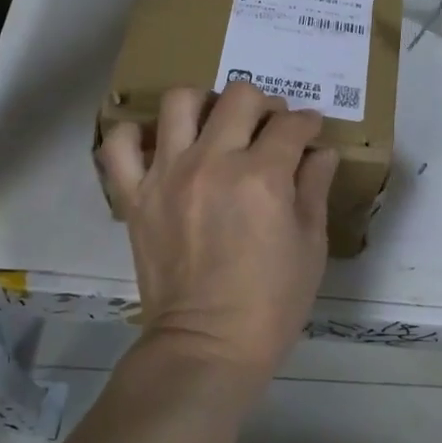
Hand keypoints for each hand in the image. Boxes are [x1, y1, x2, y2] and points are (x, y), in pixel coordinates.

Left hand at [99, 81, 339, 380]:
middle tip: (268, 128)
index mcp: (263, 176)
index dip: (308, 123)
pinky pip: (119, 144)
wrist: (207, 346)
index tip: (309, 132)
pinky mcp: (135, 194)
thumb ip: (315, 188)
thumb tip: (322, 151)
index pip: (291, 125)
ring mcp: (168, 174)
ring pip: (180, 101)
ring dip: (204, 104)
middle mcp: (214, 162)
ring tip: (214, 127)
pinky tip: (158, 145)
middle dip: (265, 105)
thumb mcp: (311, 246)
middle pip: (240, 96)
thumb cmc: (271, 302)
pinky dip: (134, 134)